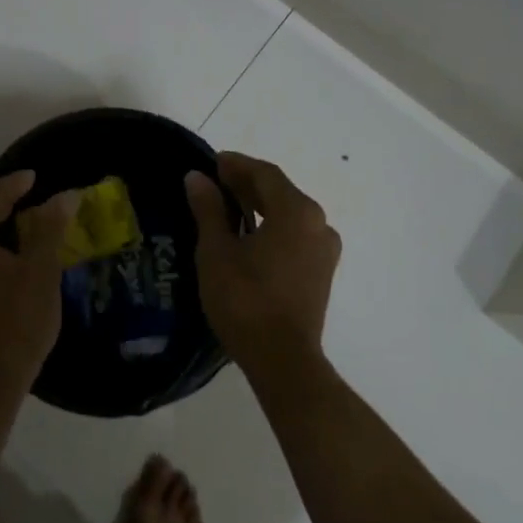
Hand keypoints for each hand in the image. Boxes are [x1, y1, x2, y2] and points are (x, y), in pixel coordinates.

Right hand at [186, 151, 340, 375]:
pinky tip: (249, 237)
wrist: (282, 360)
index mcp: (297, 211)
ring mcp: (325, 249)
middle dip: (248, 184)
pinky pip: (296, 235)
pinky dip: (273, 227)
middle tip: (215, 182)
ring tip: (228, 208)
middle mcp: (319, 223)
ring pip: (289, 214)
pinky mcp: (322, 272)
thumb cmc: (245, 300)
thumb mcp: (217, 251)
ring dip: (260, 206)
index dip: (237, 165)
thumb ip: (209, 209)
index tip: (212, 162)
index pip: (265, 174)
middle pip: (280, 191)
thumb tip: (197, 178)